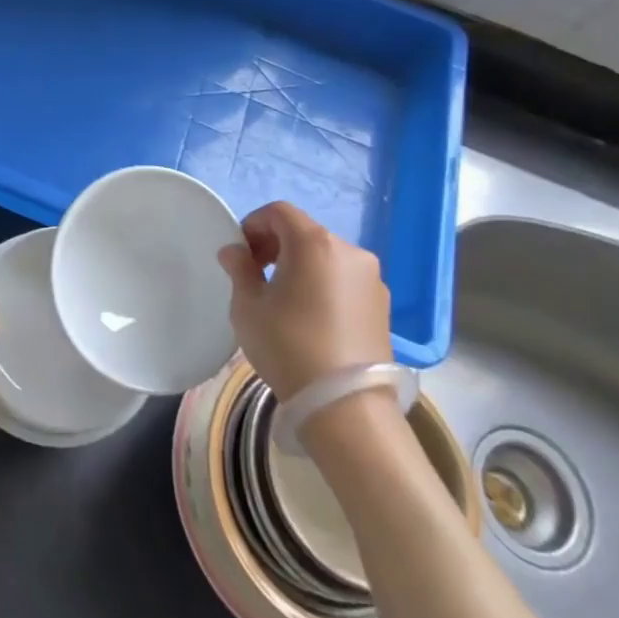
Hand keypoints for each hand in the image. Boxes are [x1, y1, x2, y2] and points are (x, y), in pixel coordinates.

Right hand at [218, 202, 391, 401]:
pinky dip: (324, 284)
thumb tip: (235, 251)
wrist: (346, 405)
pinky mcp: (383, 305)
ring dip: (302, 265)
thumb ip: (240, 270)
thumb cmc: (288, 346)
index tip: (241, 253)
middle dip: (277, 245)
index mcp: (314, 243)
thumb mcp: (248, 307)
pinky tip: (311, 317)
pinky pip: (345, 279)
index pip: (279, 212)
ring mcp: (371, 278)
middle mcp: (349, 251)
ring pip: (326, 256)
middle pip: (305, 232)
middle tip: (257, 274)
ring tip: (285, 299)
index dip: (254, 224)